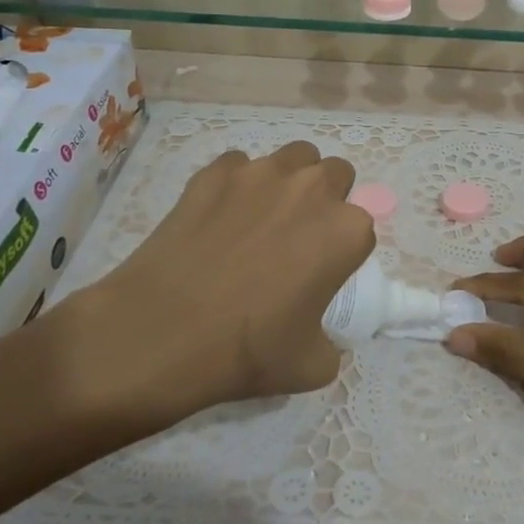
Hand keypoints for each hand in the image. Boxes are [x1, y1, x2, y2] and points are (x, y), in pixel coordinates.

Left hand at [71, 141, 375, 428]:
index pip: (362, 228)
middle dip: (327, 199)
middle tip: (300, 238)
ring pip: (294, 157)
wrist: (160, 333)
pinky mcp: (214, 173)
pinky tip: (218, 217)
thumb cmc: (246, 350)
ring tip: (264, 216)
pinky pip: (238, 166)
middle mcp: (311, 189)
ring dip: (291, 180)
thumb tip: (319, 335)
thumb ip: (331, 342)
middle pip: (336, 175)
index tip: (323, 274)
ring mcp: (260, 174)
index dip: (344, 251)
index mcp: (345, 231)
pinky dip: (237, 185)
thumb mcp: (311, 365)